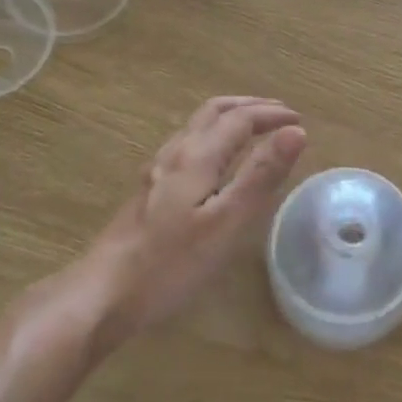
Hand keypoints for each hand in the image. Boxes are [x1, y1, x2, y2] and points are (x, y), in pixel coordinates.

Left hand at [84, 96, 306, 341]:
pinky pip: (188, 144)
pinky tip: (217, 162)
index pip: (239, 119)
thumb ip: (261, 174)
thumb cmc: (170, 262)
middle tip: (281, 114)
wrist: (101, 295)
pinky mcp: (148, 191)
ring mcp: (157, 171)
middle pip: (214, 111)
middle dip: (250, 106)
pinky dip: (214, 136)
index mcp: (196, 156)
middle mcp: (175, 153)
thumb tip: (296, 131)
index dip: (271, 115)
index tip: (300, 121)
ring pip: (197, 126)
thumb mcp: (226, 221)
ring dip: (231, 118)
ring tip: (255, 130)